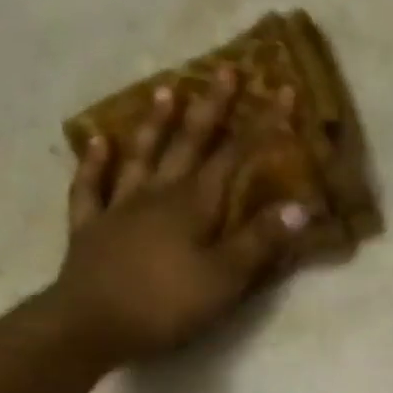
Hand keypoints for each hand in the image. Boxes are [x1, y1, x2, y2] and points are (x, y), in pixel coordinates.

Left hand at [48, 67, 313, 365]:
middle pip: (189, 143)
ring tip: (166, 91)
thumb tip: (302, 206)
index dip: (261, 124)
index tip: (281, 89)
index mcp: (194, 205)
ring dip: (155, 124)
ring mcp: (119, 208)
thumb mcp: (225, 278)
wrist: (90, 324)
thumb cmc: (166, 304)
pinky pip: (91, 187)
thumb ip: (261, 241)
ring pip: (142, 156)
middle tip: (224, 68)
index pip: (235, 156)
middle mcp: (158, 194)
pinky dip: (94, 162)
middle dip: (212, 107)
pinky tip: (98, 141)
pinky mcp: (91, 229)